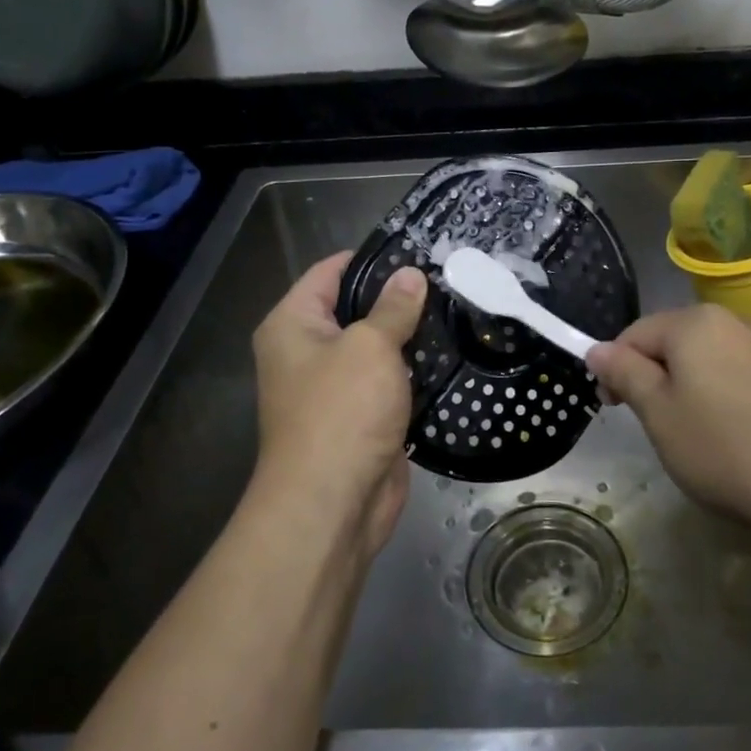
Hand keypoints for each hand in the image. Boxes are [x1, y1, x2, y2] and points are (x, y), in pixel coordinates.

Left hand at [251, 251, 426, 557]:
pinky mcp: (361, 416)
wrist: (333, 504)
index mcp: (292, 324)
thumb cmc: (341, 412)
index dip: (370, 256)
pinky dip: (413, 370)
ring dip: (409, 335)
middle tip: (447, 277)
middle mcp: (306, 351)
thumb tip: (411, 274)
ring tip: (457, 308)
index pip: (330, 272)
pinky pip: (389, 381)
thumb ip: (393, 307)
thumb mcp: (369, 347)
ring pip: (376, 346)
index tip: (416, 246)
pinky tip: (450, 353)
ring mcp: (334, 387)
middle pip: (354, 308)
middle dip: (397, 296)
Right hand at [586, 305, 750, 534]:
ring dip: (688, 385)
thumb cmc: (724, 448)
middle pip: (673, 341)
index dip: (615, 369)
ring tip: (693, 432)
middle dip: (653, 376)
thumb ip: (624, 373)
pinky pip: (739, 372)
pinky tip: (732, 432)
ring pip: (707, 357)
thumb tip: (597, 349)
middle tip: (653, 424)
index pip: (635, 334)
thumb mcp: (658, 414)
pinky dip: (722, 393)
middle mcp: (733, 319)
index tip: (614, 409)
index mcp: (695, 321)